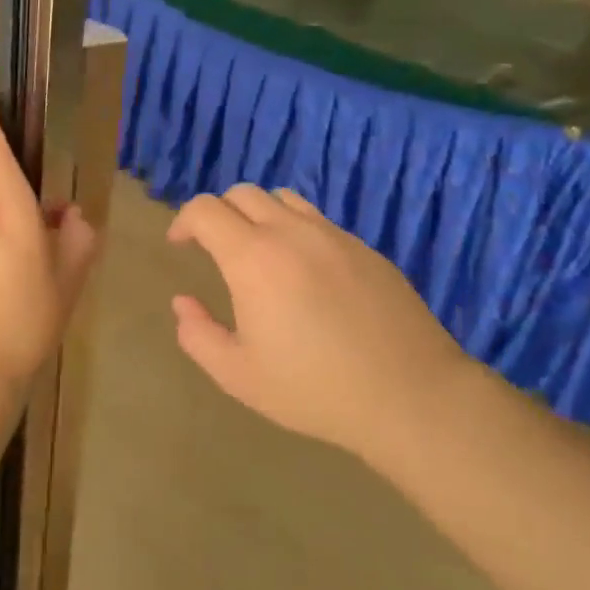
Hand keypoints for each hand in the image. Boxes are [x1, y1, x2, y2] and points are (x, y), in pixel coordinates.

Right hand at [167, 185, 474, 462]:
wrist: (410, 395)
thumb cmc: (315, 389)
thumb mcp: (239, 376)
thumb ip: (198, 335)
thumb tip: (183, 302)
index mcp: (253, 258)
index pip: (205, 210)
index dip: (184, 221)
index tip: (180, 245)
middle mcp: (292, 232)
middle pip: (243, 193)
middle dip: (218, 213)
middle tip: (215, 248)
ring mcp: (334, 236)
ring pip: (284, 199)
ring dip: (259, 214)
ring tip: (259, 252)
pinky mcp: (365, 248)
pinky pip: (318, 221)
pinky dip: (296, 230)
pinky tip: (306, 273)